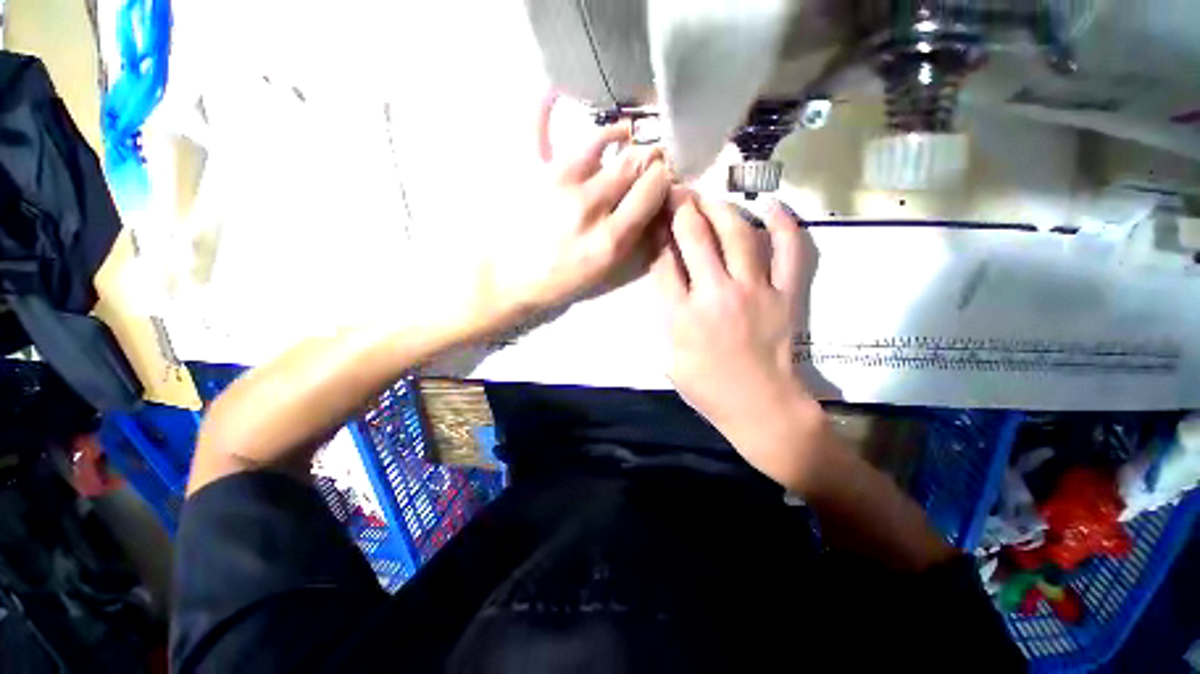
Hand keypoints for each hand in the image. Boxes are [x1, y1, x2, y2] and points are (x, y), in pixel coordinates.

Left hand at [464, 92, 671, 335]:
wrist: (507, 280)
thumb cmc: (559, 281)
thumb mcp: (604, 273)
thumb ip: (631, 238)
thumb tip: (653, 202)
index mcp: (610, 238)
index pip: (652, 189)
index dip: (663, 177)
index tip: (663, 175)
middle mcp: (588, 205)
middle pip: (633, 163)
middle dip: (649, 156)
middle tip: (651, 156)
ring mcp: (556, 182)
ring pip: (601, 140)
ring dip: (619, 134)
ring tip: (624, 134)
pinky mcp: (528, 170)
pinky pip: (537, 126)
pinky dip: (545, 104)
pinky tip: (555, 91)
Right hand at [653, 194, 824, 486]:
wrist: (760, 407)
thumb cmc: (708, 388)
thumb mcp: (669, 357)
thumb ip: (666, 316)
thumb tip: (668, 279)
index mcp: (682, 315)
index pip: (662, 260)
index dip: (655, 231)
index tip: (653, 213)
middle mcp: (715, 294)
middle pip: (695, 236)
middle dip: (681, 207)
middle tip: (675, 190)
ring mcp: (755, 291)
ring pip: (737, 233)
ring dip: (719, 207)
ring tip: (708, 196)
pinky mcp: (786, 294)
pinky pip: (789, 249)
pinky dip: (783, 222)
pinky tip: (769, 204)